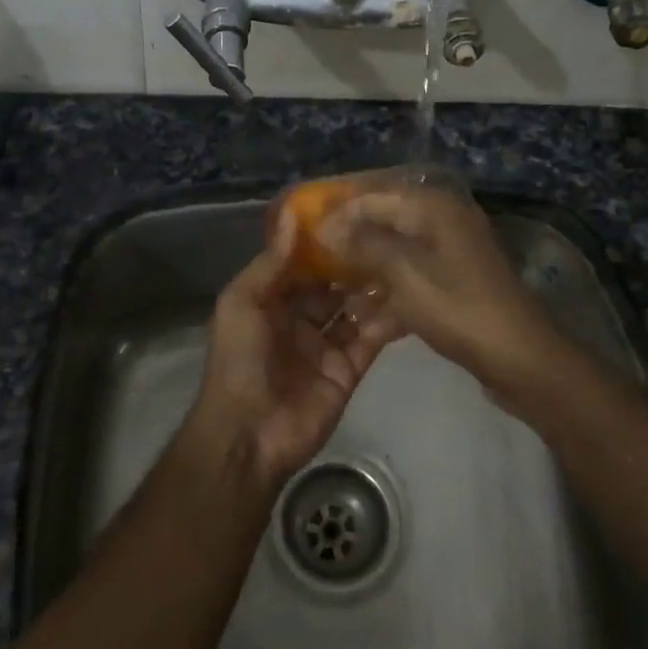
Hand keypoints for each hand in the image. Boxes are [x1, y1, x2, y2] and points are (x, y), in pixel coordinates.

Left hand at [188, 216, 400, 487]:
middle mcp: (300, 320)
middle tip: (388, 234)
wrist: (248, 434)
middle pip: (333, 286)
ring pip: (355, 310)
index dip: (325, 243)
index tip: (354, 214)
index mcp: (271, 301)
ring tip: (404, 257)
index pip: (303, 265)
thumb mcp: (242, 303)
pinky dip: (387, 321)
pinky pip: (370, 340)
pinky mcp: (348, 370)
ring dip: (374, 288)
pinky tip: (409, 296)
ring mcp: (326, 346)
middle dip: (355, 264)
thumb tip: (292, 215)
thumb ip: (271, 262)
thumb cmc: (239, 360)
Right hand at [316, 183, 570, 402]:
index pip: (373, 197)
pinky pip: (413, 283)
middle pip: (385, 226)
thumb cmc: (458, 307)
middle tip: (315, 267)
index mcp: (434, 208)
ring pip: (397, 257)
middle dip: (351, 247)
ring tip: (336, 299)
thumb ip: (363, 243)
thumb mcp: (404, 272)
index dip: (338, 213)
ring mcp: (452, 256)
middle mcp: (444, 223)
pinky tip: (367, 324)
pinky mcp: (455, 287)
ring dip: (368, 277)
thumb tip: (327, 225)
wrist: (520, 359)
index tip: (305, 236)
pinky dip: (392, 299)